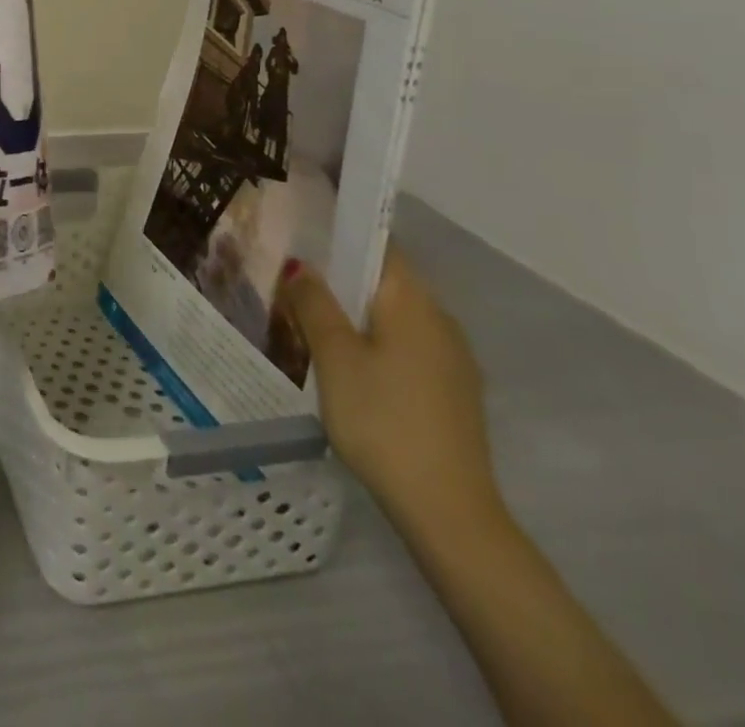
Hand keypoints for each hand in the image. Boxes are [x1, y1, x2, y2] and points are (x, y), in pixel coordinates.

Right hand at [282, 247, 503, 540]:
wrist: (447, 511)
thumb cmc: (382, 419)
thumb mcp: (334, 356)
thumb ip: (314, 303)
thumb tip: (300, 265)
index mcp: (413, 302)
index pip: (378, 245)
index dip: (341, 234)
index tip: (302, 236)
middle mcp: (440, 320)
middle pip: (384, 281)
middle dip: (340, 278)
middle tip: (292, 284)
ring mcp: (452, 359)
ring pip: (393, 316)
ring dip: (355, 313)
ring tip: (309, 324)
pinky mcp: (452, 391)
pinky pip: (405, 346)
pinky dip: (374, 342)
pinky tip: (346, 367)